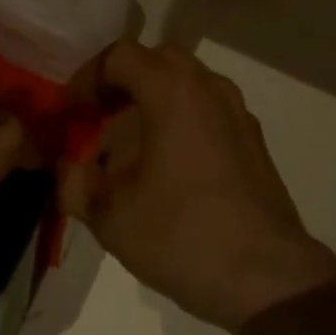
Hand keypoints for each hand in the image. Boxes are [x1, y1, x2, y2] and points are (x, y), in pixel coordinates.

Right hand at [59, 42, 335, 331]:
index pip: (120, 55)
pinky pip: (209, 107)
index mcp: (172, 91)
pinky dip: (182, 116)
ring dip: (155, 96)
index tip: (72, 110)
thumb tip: (66, 168)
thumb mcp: (111, 216)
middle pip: (157, 59)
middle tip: (100, 113)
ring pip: (188, 80)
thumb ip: (76, 184)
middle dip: (123, 79)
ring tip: (132, 139)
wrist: (269, 279)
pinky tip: (170, 163)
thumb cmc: (184, 235)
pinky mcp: (253, 139)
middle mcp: (207, 87)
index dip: (88, 76)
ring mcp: (237, 111)